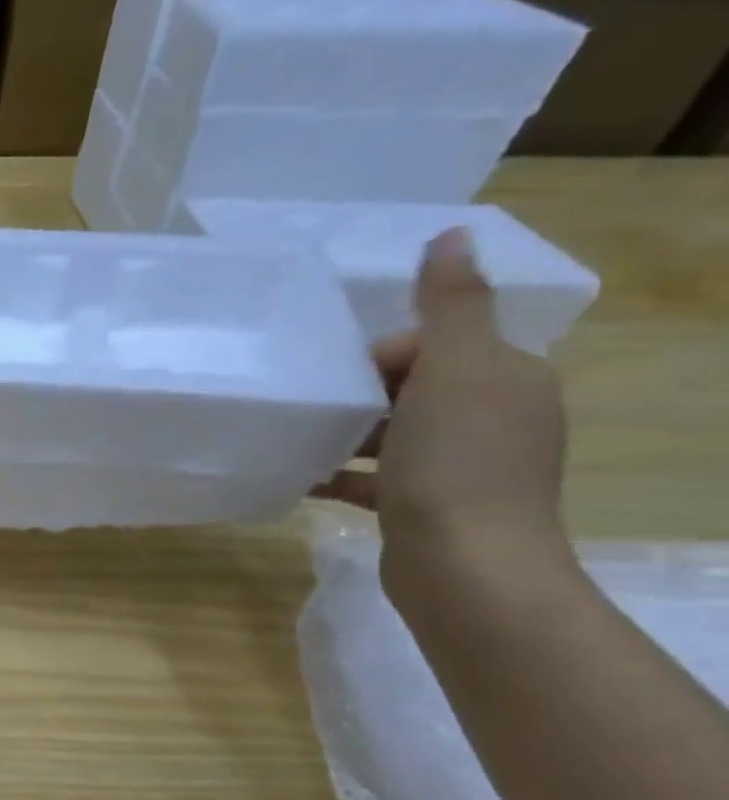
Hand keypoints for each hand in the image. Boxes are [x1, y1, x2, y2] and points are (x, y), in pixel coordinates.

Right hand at [315, 228, 570, 581]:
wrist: (464, 566)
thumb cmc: (455, 462)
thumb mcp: (455, 371)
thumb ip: (451, 304)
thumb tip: (454, 233)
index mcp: (505, 378)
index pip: (437, 343)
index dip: (384, 353)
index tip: (345, 377)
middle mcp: (492, 418)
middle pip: (411, 387)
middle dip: (358, 393)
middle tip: (312, 407)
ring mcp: (460, 467)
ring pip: (391, 434)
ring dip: (344, 434)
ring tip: (294, 439)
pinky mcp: (426, 506)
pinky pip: (373, 477)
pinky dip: (339, 474)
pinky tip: (297, 478)